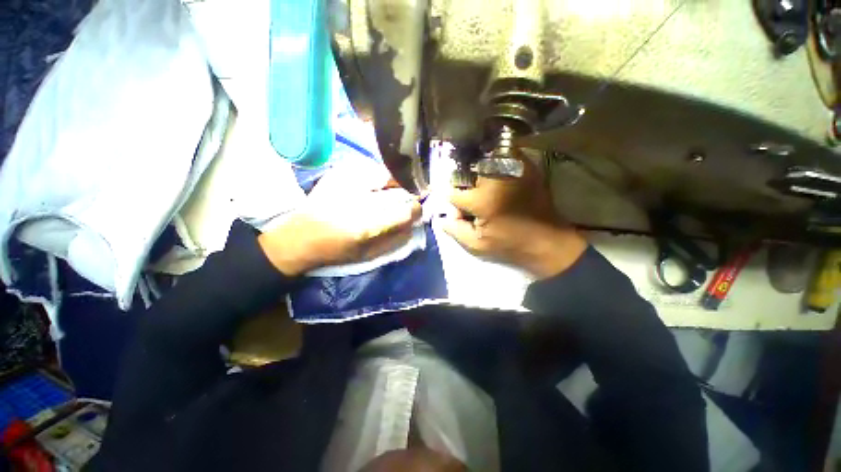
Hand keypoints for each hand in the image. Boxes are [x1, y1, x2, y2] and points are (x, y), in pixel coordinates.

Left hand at [258, 165, 421, 276]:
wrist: (298, 238)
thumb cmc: (335, 251)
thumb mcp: (367, 254)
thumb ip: (394, 239)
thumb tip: (414, 224)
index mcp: (366, 225)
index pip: (404, 209)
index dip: (416, 209)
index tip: (416, 211)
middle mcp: (358, 199)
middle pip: (397, 188)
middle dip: (408, 193)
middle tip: (408, 199)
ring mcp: (347, 182)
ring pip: (385, 173)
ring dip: (394, 183)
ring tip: (392, 191)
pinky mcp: (338, 173)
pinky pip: (369, 169)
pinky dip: (378, 176)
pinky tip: (374, 186)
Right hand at [443, 153, 586, 278]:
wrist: (548, 241)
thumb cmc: (510, 245)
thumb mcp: (477, 245)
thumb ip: (454, 229)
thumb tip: (443, 215)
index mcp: (482, 200)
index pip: (453, 193)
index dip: (453, 202)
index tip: (459, 208)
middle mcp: (496, 178)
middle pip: (467, 175)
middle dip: (467, 187)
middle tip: (476, 201)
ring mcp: (513, 168)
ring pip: (483, 162)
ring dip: (480, 175)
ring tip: (490, 192)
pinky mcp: (526, 165)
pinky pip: (503, 157)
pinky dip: (496, 164)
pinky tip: (501, 181)